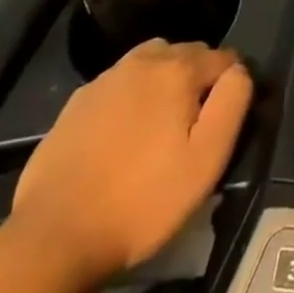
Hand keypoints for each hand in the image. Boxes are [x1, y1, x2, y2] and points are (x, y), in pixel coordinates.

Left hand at [8, 40, 251, 283]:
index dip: (230, 87)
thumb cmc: (142, 201)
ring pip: (150, 63)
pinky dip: (129, 99)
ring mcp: (104, 80)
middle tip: (193, 127)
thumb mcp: (207, 159)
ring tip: (159, 127)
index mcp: (178, 69)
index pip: (224, 58)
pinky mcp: (75, 104)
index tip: (223, 123)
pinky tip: (122, 137)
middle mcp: (142, 60)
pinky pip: (118, 85)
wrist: (54, 238)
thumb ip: (233, 102)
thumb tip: (238, 71)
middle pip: (186, 54)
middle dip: (197, 79)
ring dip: (163, 82)